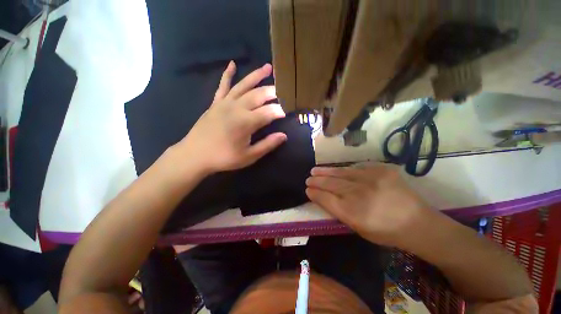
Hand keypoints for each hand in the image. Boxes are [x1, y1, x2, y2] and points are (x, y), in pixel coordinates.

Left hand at [174, 61, 286, 173]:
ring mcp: (225, 103)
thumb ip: (267, 145)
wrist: (195, 155)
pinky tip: (232, 64)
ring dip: (257, 75)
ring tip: (268, 67)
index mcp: (246, 122)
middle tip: (284, 91)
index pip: (269, 112)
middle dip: (273, 91)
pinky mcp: (215, 103)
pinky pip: (223, 85)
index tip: (288, 112)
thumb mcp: (249, 156)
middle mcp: (237, 108)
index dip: (280, 111)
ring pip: (244, 85)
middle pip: (259, 95)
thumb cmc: (224, 158)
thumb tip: (283, 136)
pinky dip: (227, 74)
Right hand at [305, 163, 431, 246]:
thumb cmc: (386, 232)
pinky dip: (344, 170)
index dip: (314, 193)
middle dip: (317, 181)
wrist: (418, 223)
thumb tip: (322, 197)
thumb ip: (339, 211)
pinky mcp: (382, 170)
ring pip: (341, 172)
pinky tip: (336, 170)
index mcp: (353, 213)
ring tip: (315, 170)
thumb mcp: (358, 228)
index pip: (326, 199)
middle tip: (308, 178)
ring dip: (326, 171)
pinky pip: (357, 168)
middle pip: (331, 184)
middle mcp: (360, 194)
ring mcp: (371, 179)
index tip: (307, 190)